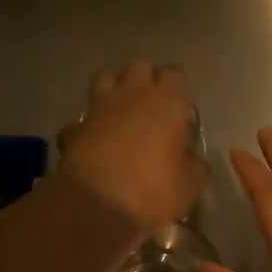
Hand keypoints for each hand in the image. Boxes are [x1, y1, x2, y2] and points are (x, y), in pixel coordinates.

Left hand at [56, 60, 206, 230]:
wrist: (98, 206)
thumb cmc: (154, 190)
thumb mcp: (190, 185)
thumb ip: (196, 166)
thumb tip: (194, 161)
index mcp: (168, 101)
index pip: (174, 73)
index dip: (177, 87)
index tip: (180, 108)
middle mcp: (133, 94)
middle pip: (140, 66)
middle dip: (146, 78)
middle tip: (151, 103)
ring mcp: (100, 107)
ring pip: (105, 78)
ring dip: (113, 88)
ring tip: (120, 109)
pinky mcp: (75, 127)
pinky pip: (82, 119)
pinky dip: (87, 126)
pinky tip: (93, 141)